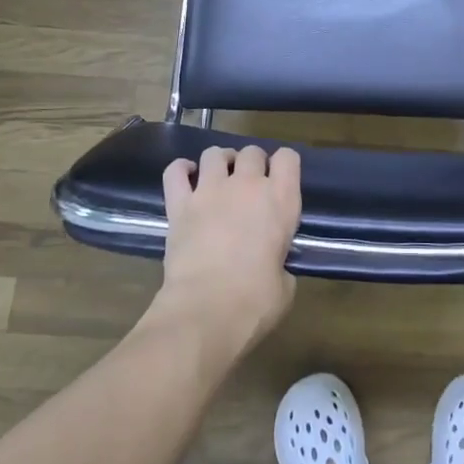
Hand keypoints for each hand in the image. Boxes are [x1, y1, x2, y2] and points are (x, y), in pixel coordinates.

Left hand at [151, 144, 301, 357]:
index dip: (284, 165)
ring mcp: (210, 191)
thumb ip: (281, 265)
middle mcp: (247, 185)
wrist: (206, 311)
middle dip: (252, 163)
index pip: (288, 158)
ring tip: (219, 178)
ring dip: (220, 162)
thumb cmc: (255, 302)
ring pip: (214, 154)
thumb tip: (273, 268)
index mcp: (281, 200)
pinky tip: (186, 178)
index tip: (280, 180)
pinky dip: (181, 170)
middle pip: (252, 152)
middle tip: (248, 186)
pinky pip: (175, 171)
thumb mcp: (285, 285)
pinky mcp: (179, 205)